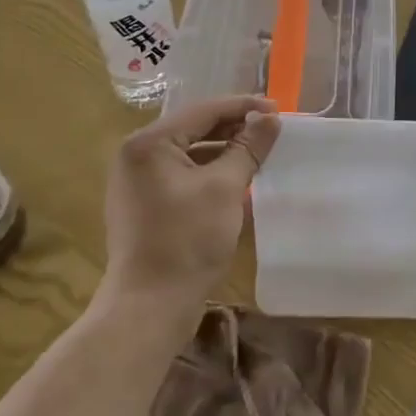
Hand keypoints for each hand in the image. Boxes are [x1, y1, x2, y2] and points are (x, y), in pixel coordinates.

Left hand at [102, 95, 280, 307]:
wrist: (149, 308)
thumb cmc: (187, 241)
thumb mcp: (225, 188)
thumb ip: (248, 148)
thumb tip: (270, 118)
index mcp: (148, 143)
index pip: (203, 111)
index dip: (243, 107)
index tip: (278, 109)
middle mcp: (137, 155)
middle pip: (195, 128)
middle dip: (235, 127)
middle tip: (272, 129)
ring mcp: (138, 182)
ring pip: (190, 153)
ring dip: (225, 150)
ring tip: (260, 151)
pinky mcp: (145, 205)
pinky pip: (183, 175)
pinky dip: (210, 172)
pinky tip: (238, 178)